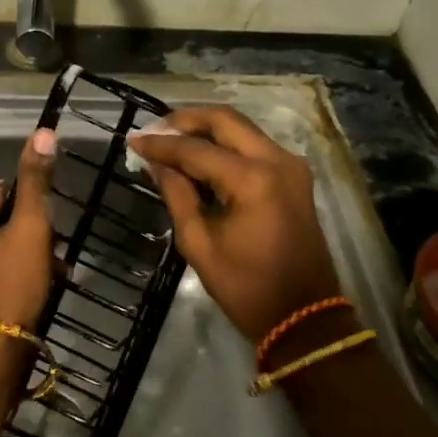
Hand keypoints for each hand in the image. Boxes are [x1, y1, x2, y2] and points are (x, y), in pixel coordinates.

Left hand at [0, 127, 58, 336]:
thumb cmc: (11, 285)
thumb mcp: (30, 229)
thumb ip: (34, 180)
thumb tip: (42, 132)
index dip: (27, 215)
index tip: (46, 238)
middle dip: (20, 238)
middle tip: (48, 261)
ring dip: (11, 258)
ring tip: (38, 280)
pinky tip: (15, 296)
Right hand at [129, 106, 343, 343]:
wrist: (303, 316)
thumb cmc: (246, 287)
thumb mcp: (199, 243)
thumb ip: (177, 194)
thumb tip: (155, 163)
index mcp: (252, 180)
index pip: (196, 150)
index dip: (162, 144)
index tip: (134, 140)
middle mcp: (276, 160)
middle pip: (226, 120)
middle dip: (187, 120)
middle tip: (155, 129)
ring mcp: (291, 166)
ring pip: (242, 129)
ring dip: (207, 130)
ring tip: (172, 140)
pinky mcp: (295, 176)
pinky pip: (255, 146)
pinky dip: (227, 145)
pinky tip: (201, 156)